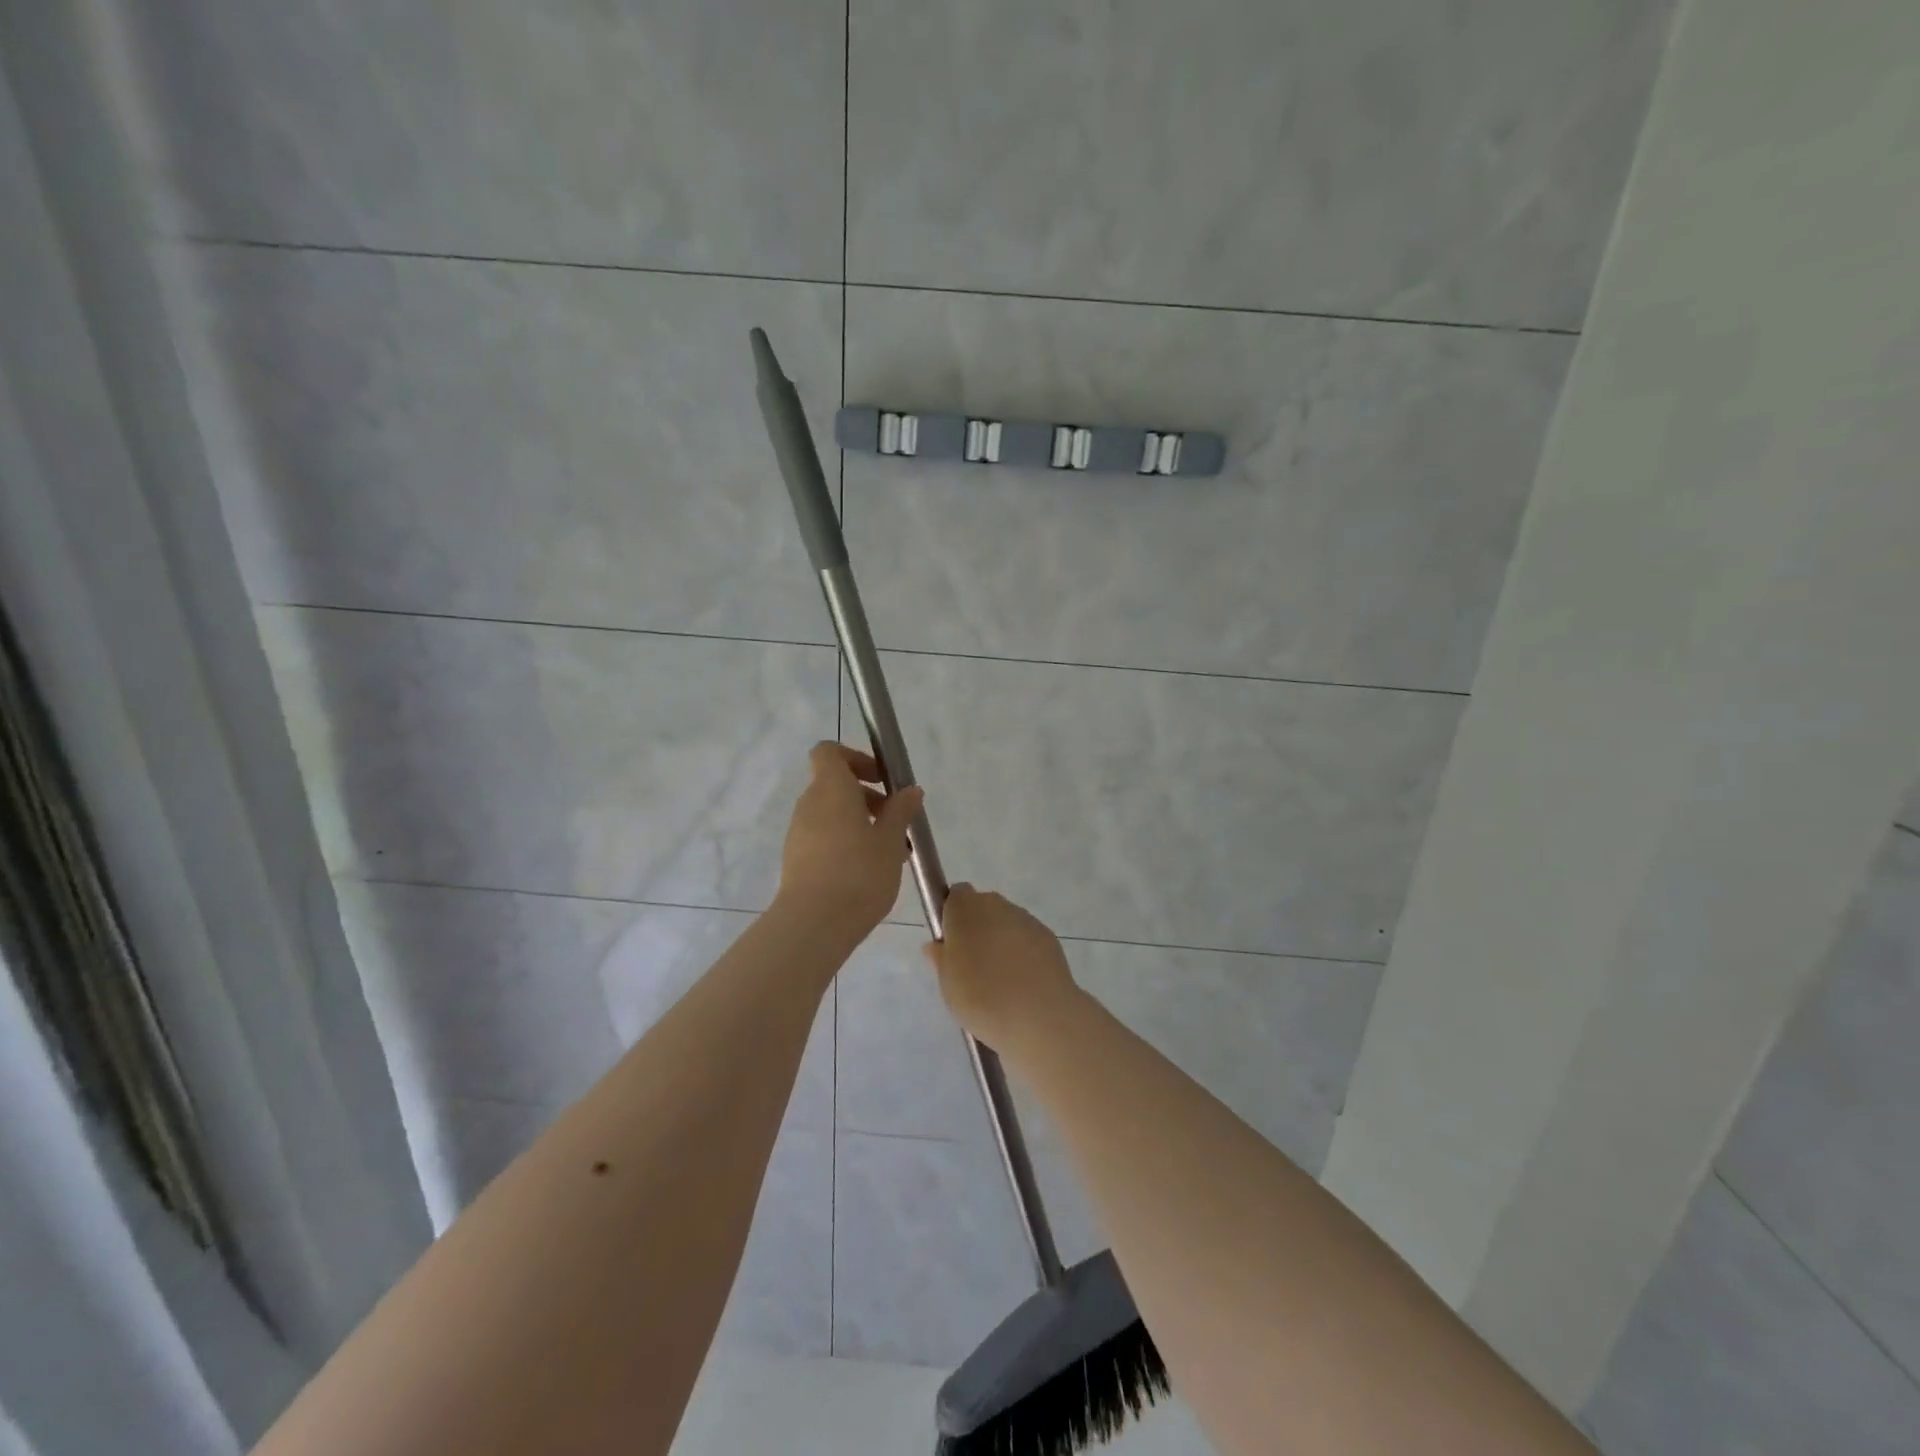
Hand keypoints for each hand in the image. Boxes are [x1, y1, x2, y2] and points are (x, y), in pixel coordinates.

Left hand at [778, 742, 923, 936]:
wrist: (814, 924)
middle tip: (896, 821)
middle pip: (835, 785)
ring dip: (860, 823)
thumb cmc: (859, 873)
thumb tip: (910, 790)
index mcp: (831, 789)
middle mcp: (809, 804)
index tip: (882, 779)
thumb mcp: (891, 841)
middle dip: (867, 797)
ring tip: (890, 853)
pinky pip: (824, 838)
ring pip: (832, 814)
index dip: (855, 758)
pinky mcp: (796, 859)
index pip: (829, 752)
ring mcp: (799, 833)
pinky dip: (845, 843)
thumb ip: (900, 811)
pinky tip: (869, 871)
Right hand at [924, 885, 1081, 1053]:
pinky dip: (1023, 953)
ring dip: (1001, 940)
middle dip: (977, 928)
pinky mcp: (1048, 936)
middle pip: (982, 907)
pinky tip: (1023, 984)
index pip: (956, 895)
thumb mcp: (947, 984)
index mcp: (965, 909)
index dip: (952, 916)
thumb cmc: (981, 997)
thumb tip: (937, 945)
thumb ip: (941, 959)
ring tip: (1001, 980)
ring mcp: (1025, 919)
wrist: (1038, 1015)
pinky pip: (1027, 939)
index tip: (951, 944)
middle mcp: (996, 905)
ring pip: (1006, 923)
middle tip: (972, 965)